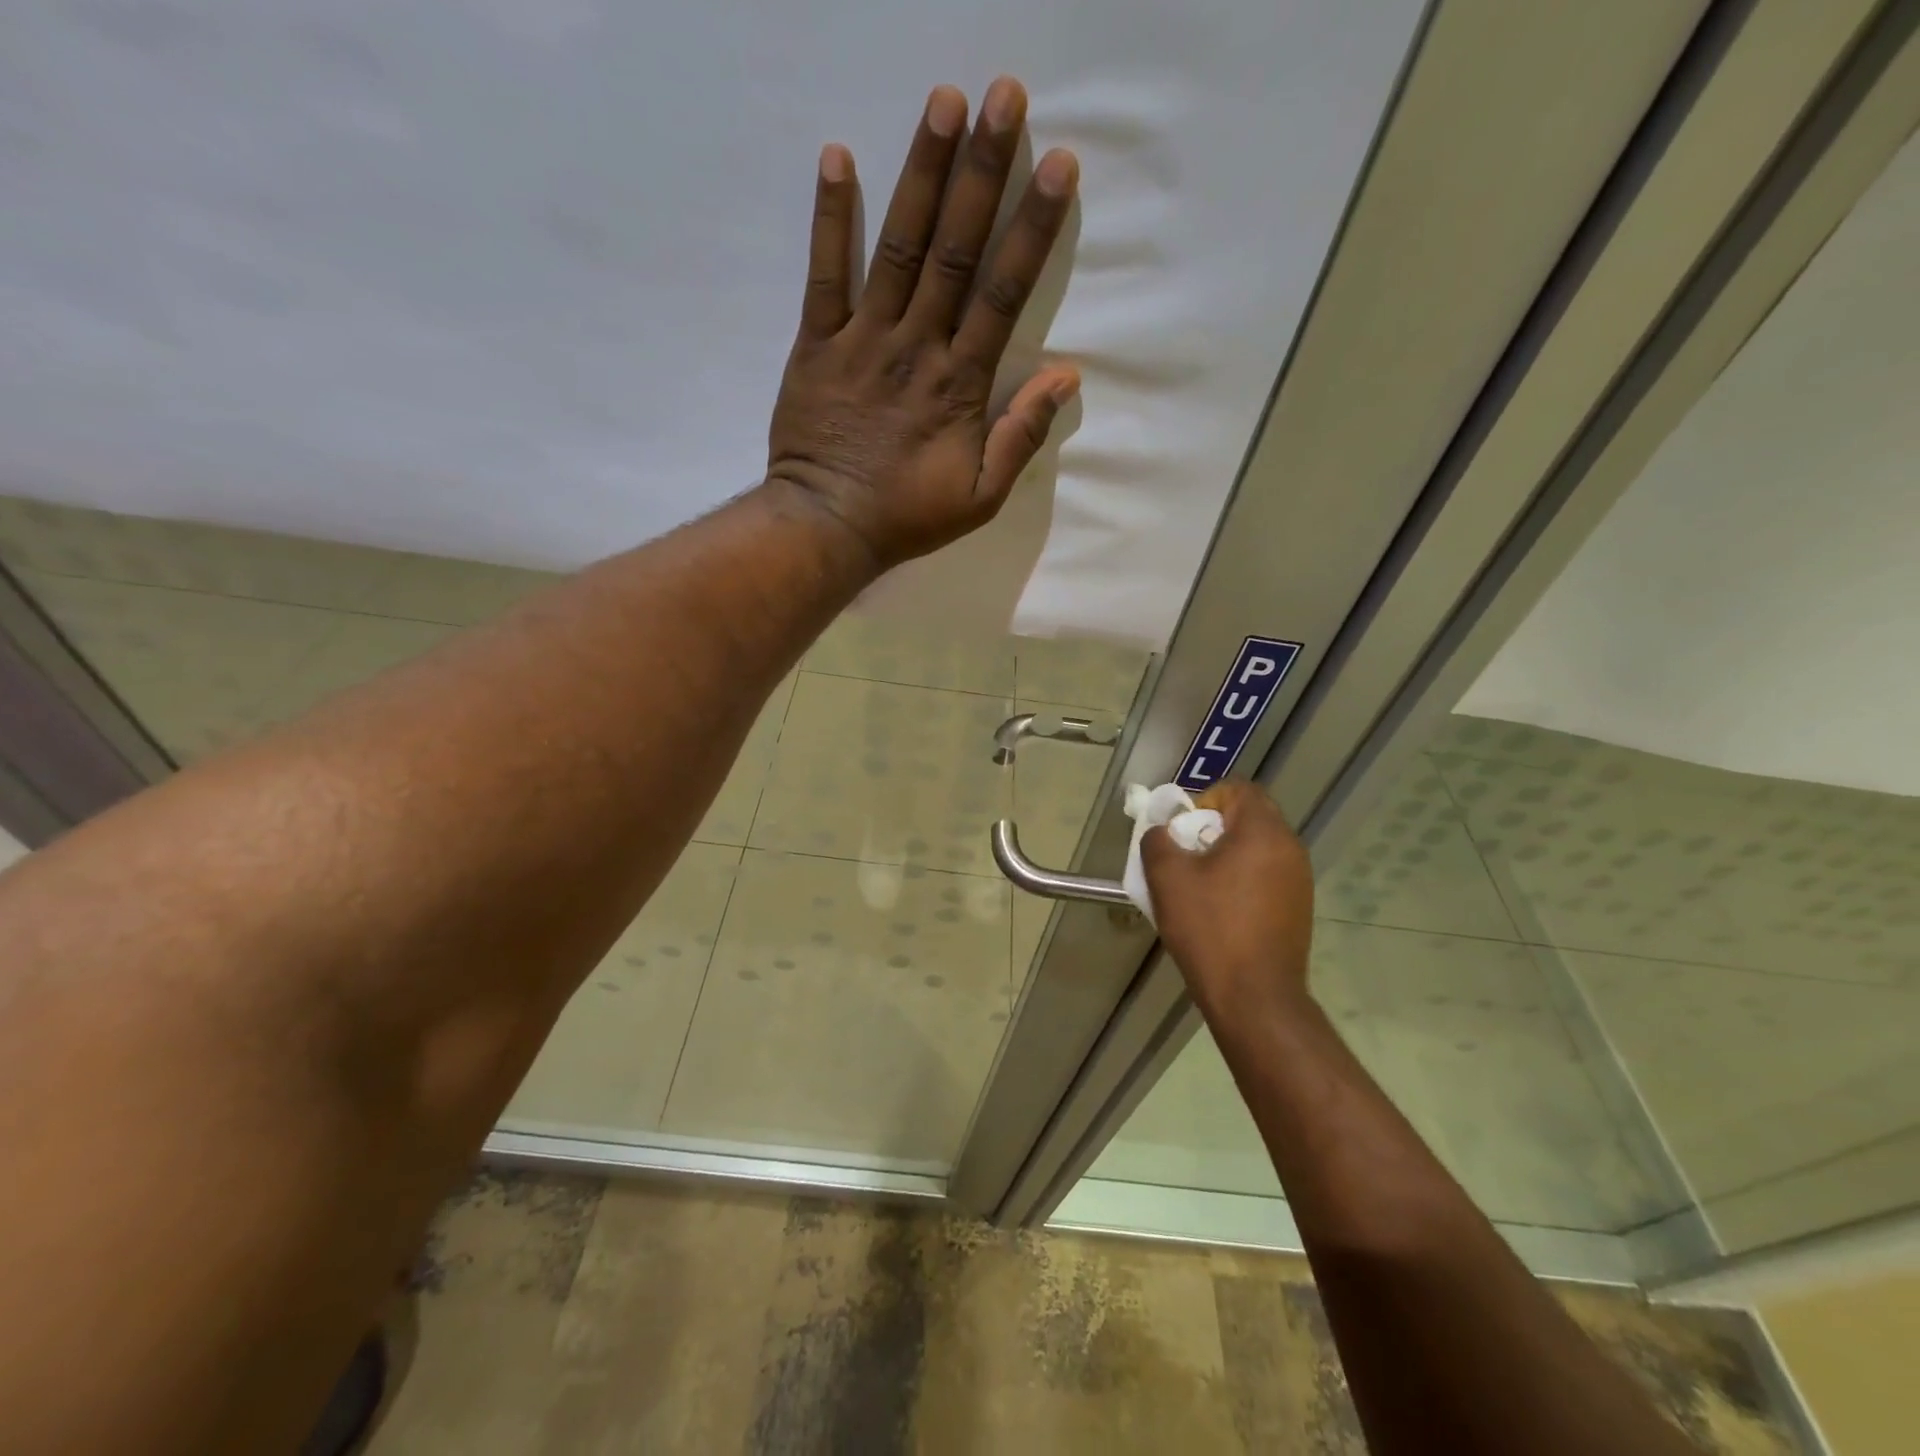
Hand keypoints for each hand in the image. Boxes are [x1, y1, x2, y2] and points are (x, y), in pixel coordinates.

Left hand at [766, 77, 1080, 570]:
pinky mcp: (816, 344)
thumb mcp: (981, 497)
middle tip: (1004, 96)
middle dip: (982, 172)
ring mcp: (862, 340)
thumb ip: (1021, 435)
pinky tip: (838, 157)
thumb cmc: (907, 516)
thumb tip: (1066, 376)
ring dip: (921, 174)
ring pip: (898, 248)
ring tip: (943, 102)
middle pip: (955, 250)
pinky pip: (824, 275)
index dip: (1032, 229)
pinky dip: (830, 219)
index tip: (1058, 166)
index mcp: (960, 383)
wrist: (827, 526)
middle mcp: (915, 346)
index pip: (1003, 294)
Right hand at [1142, 781, 1316, 1018]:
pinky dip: (1242, 881)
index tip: (1185, 832)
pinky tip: (1221, 912)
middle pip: (1250, 817)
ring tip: (1200, 888)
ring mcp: (1300, 880)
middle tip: (1187, 858)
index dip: (1206, 800)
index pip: (1239, 789)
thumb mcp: (1167, 878)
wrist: (1254, 998)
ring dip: (1227, 857)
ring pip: (1258, 849)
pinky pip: (1267, 876)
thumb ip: (1158, 840)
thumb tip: (1164, 833)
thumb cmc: (1210, 929)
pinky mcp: (1300, 908)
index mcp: (1263, 832)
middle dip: (1213, 830)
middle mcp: (1290, 848)